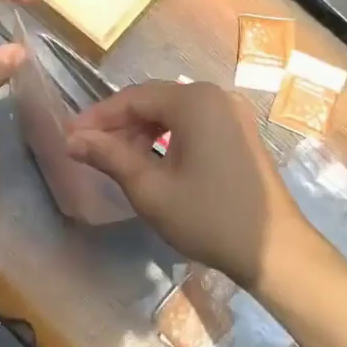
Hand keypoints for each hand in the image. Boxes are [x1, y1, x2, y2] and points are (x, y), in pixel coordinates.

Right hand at [65, 81, 323, 290]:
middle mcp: (215, 95)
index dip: (98, 117)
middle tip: (91, 150)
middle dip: (120, 124)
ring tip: (119, 160)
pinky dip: (169, 136)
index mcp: (194, 101)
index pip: (133, 98)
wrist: (275, 251)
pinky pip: (195, 122)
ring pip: (174, 112)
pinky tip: (154, 161)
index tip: (70, 136)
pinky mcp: (241, 131)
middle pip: (154, 101)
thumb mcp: (150, 189)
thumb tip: (72, 139)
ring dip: (143, 131)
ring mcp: (233, 112)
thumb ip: (109, 156)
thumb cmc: (208, 217)